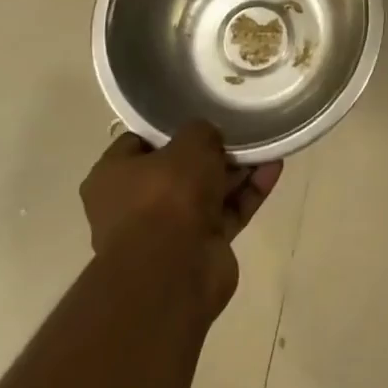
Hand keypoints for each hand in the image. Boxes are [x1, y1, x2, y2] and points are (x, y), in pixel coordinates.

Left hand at [81, 120, 281, 318]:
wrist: (174, 272)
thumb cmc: (166, 196)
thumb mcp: (188, 144)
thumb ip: (201, 131)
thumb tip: (208, 136)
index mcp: (113, 176)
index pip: (139, 142)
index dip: (170, 127)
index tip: (198, 115)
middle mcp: (135, 204)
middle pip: (178, 168)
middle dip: (211, 151)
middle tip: (239, 129)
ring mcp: (168, 229)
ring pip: (207, 191)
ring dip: (237, 170)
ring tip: (266, 144)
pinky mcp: (200, 247)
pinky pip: (227, 212)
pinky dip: (248, 193)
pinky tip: (274, 168)